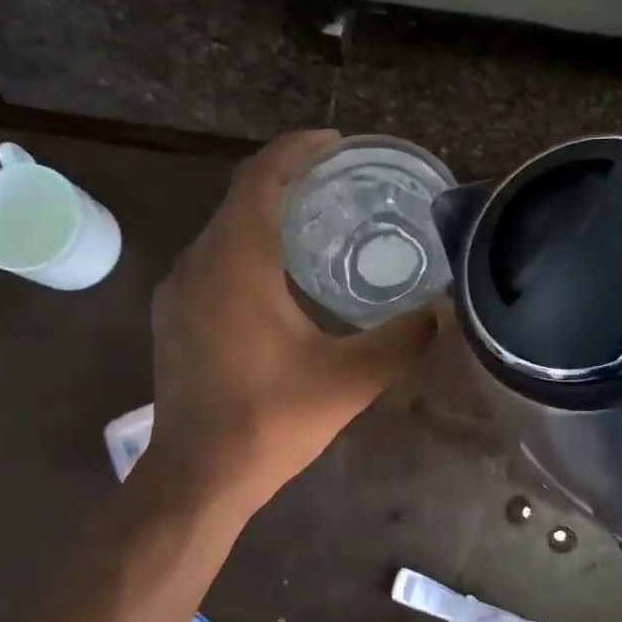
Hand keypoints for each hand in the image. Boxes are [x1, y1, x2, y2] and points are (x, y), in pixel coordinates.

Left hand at [139, 130, 436, 525]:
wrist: (197, 478)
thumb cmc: (270, 421)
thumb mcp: (349, 380)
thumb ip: (402, 339)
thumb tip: (446, 310)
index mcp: (237, 262)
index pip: (261, 178)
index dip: (298, 150)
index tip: (338, 143)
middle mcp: (198, 263)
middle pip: (242, 197)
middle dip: (289, 178)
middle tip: (343, 182)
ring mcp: (178, 290)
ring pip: (225, 229)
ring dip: (268, 214)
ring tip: (320, 221)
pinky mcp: (174, 316)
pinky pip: (213, 258)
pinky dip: (249, 246)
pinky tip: (282, 275)